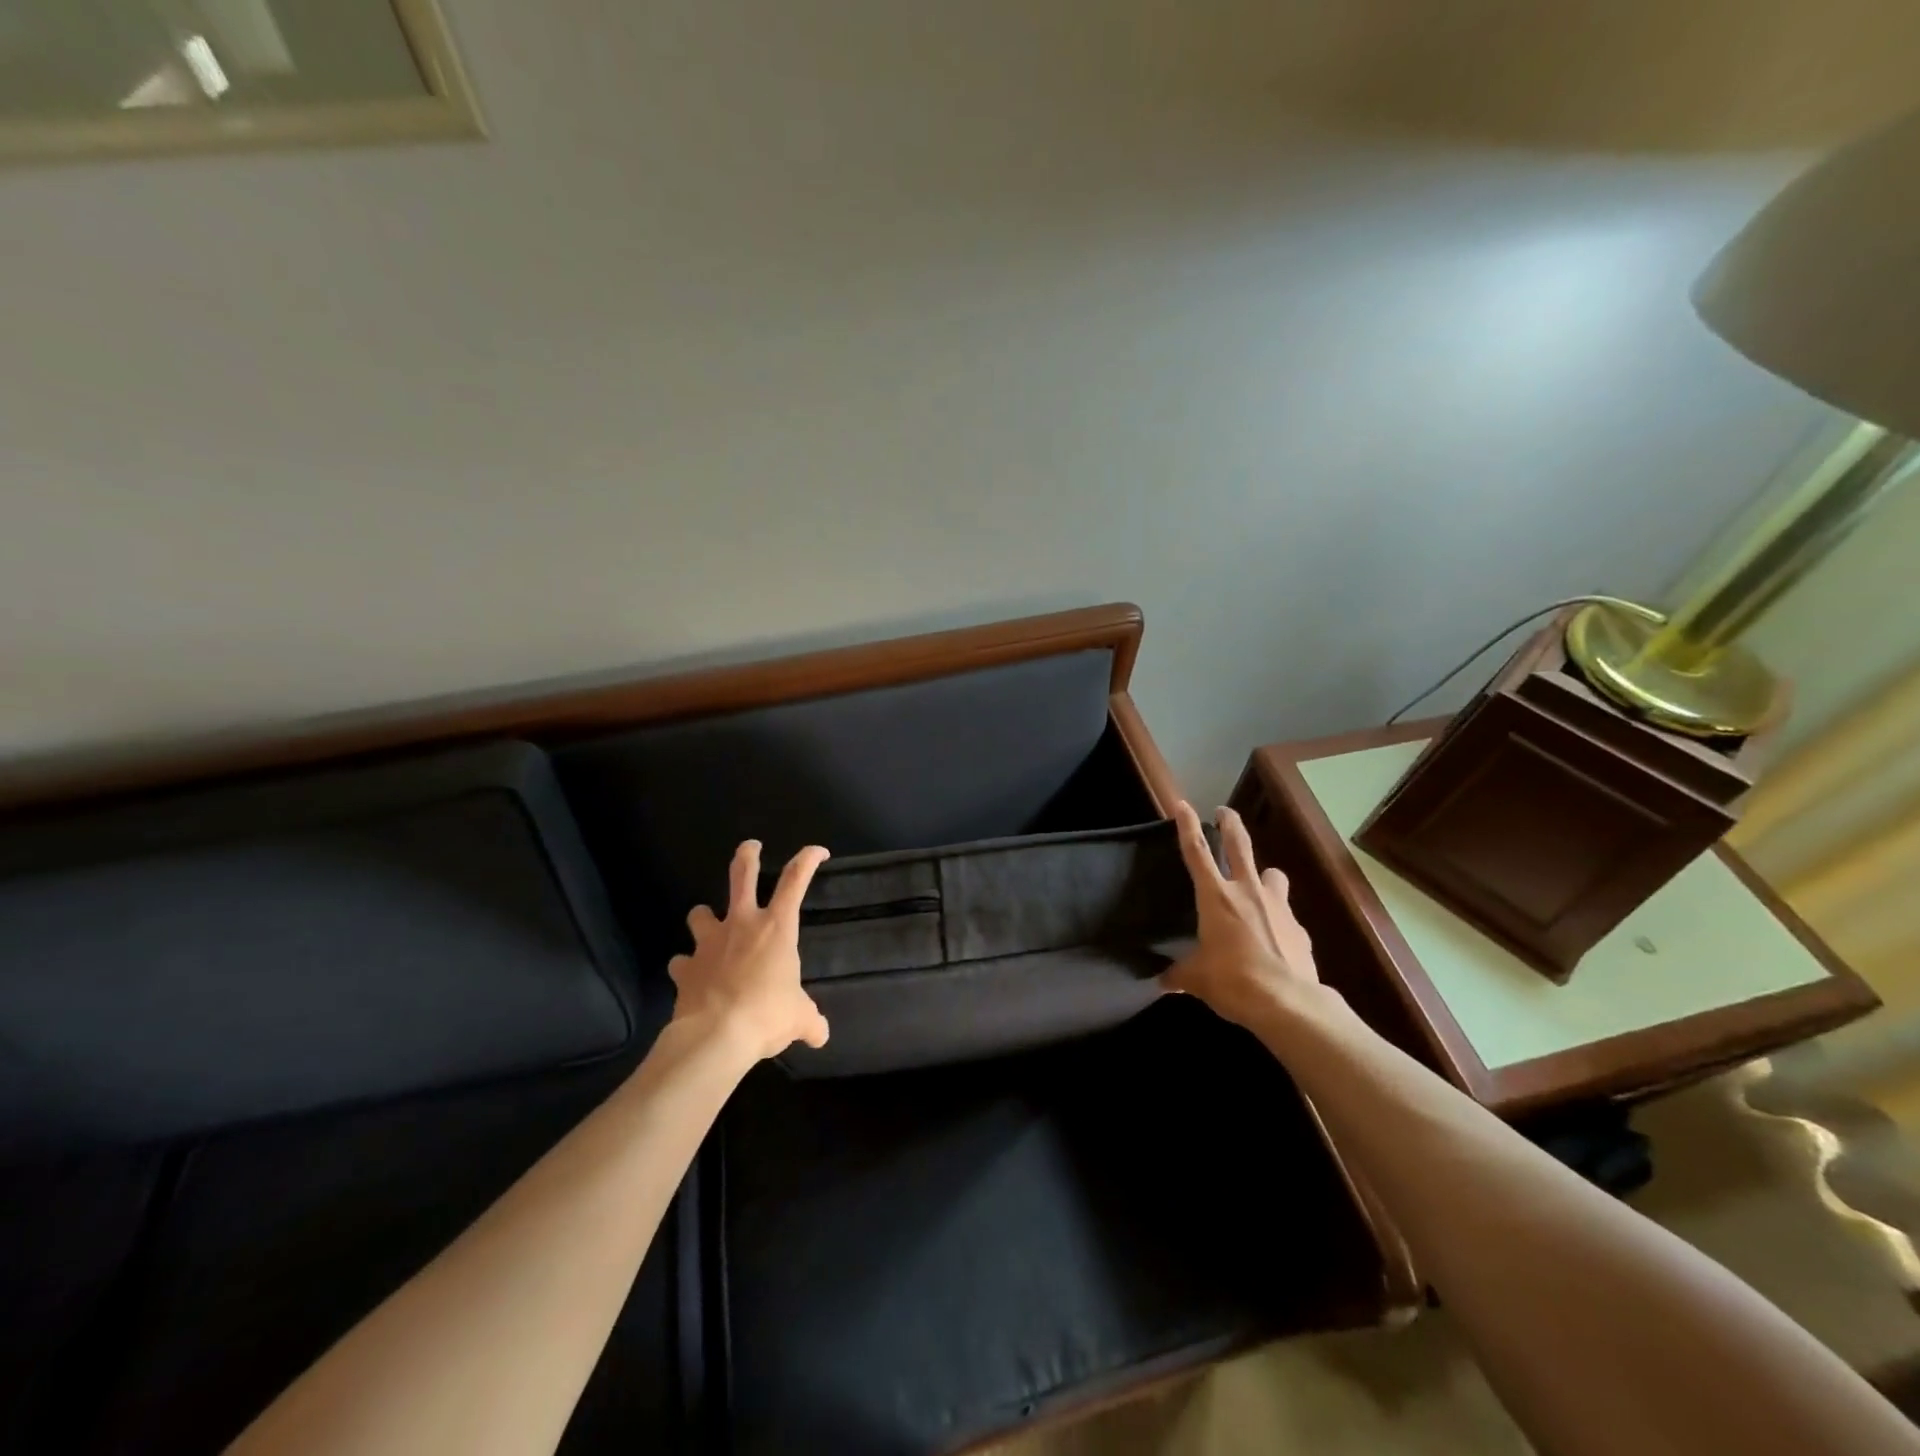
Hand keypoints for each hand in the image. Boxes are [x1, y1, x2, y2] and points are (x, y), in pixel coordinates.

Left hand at [669, 840, 831, 1060]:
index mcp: (777, 927)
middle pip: (742, 875)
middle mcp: (741, 924)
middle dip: (747, 855)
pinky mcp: (685, 967)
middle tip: (751, 846)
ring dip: (704, 917)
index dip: (808, 859)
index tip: (818, 851)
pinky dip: (686, 966)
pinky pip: (682, 961)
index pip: (796, 880)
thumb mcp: (799, 1019)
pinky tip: (691, 976)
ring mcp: (709, 943)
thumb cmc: (767, 1016)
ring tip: (708, 925)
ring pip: (700, 913)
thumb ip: (810, 1021)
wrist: (716, 1036)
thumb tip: (821, 1035)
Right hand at [1162, 801, 1319, 1028]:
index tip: (1183, 804)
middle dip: (1231, 824)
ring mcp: (1279, 908)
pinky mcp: (1300, 931)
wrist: (1290, 1004)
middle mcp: (1248, 892)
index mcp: (1216, 897)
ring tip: (1260, 885)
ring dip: (1265, 876)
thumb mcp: (1197, 980)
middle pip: (1240, 845)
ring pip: (1273, 876)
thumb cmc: (1234, 982)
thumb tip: (1164, 981)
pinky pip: (1287, 917)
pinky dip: (1279, 922)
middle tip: (1225, 811)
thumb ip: (1180, 974)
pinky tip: (1275, 940)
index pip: (1197, 852)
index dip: (1188, 826)